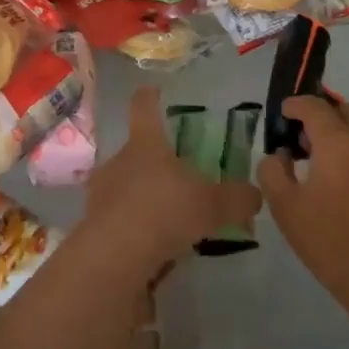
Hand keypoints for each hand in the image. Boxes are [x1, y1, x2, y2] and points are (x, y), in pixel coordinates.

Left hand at [80, 88, 261, 281]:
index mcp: (145, 144)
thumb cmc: (163, 212)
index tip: (153, 91)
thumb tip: (256, 193)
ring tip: (167, 218)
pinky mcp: (93, 225)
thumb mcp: (210, 206)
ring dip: (143, 197)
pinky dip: (134, 227)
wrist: (114, 257)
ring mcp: (101, 192)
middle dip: (154, 162)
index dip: (149, 97)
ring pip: (125, 185)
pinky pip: (118, 218)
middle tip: (176, 178)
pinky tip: (152, 246)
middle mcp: (119, 160)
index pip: (144, 107)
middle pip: (136, 151)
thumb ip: (236, 199)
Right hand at [259, 96, 348, 317]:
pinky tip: (348, 174)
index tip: (283, 113)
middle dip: (320, 115)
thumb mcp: (285, 208)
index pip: (313, 106)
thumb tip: (279, 155)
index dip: (294, 105)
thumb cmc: (331, 240)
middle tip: (303, 139)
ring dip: (342, 129)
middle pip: (342, 110)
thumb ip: (273, 172)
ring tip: (325, 156)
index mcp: (336, 140)